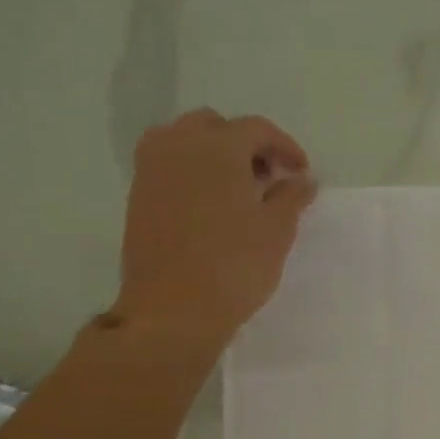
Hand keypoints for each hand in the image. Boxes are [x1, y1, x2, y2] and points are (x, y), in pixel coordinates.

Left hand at [113, 109, 317, 342]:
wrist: (171, 311)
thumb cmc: (233, 267)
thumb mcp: (276, 232)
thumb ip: (292, 197)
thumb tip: (302, 179)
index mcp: (217, 147)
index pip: (257, 128)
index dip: (285, 146)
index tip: (301, 173)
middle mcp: (178, 146)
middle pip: (216, 127)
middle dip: (246, 144)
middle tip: (268, 177)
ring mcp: (151, 171)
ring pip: (185, 141)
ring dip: (215, 155)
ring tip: (238, 190)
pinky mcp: (137, 197)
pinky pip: (168, 166)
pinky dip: (192, 172)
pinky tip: (211, 206)